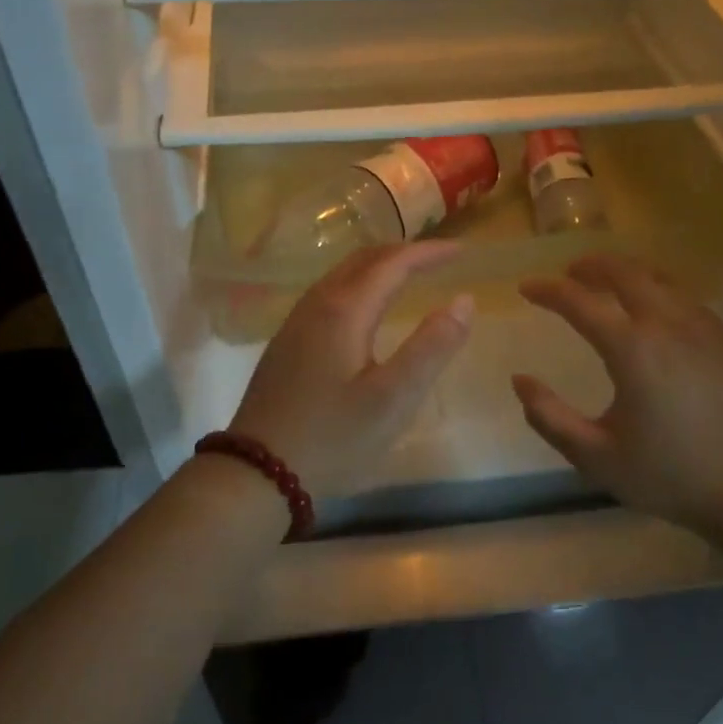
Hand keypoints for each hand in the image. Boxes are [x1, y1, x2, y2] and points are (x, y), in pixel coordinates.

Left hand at [229, 242, 472, 497]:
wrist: (258, 472)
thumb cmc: (333, 437)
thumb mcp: (394, 398)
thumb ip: (432, 347)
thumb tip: (464, 301)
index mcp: (344, 310)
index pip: (393, 264)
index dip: (429, 253)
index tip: (462, 251)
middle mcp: (316, 304)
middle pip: (363, 260)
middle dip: (403, 253)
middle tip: (438, 259)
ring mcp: (296, 323)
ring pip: (341, 276)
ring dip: (378, 267)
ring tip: (407, 276)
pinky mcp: (286, 343)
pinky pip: (329, 294)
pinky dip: (358, 285)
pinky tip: (365, 310)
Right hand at [513, 255, 722, 537]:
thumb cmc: (668, 475)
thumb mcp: (595, 457)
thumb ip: (549, 417)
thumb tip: (520, 380)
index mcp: (632, 350)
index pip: (579, 302)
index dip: (548, 291)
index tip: (526, 288)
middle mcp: (667, 326)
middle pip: (625, 272)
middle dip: (590, 266)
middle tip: (568, 273)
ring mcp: (703, 329)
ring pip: (659, 279)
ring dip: (625, 273)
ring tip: (606, 283)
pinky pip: (684, 297)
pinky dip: (657, 290)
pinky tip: (652, 309)